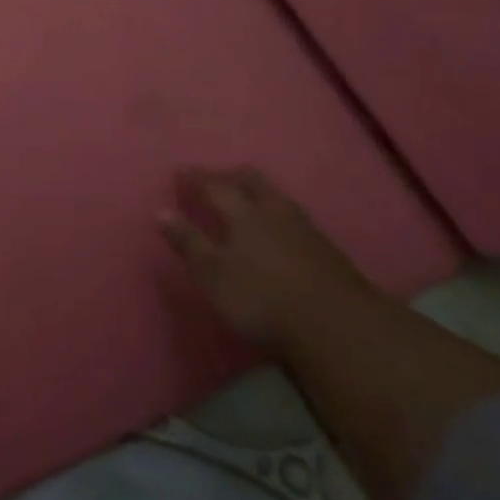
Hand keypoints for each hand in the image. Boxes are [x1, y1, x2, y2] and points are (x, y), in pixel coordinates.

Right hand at [161, 167, 376, 347]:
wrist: (339, 326)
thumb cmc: (263, 299)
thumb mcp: (213, 275)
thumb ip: (188, 242)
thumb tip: (161, 211)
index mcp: (243, 213)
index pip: (214, 186)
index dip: (196, 178)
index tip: (180, 172)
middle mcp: (273, 211)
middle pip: (251, 181)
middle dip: (230, 175)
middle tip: (216, 178)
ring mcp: (304, 228)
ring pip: (276, 196)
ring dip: (258, 191)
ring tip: (247, 197)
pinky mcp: (326, 250)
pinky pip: (294, 216)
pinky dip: (277, 212)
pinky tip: (278, 227)